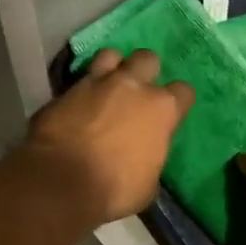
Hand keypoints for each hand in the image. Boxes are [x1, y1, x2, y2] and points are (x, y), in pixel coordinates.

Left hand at [21, 49, 193, 225]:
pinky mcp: (65, 89)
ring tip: (107, 85)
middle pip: (147, 58)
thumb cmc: (114, 189)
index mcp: (161, 109)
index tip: (171, 113)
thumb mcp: (147, 184)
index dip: (178, 101)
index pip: (183, 92)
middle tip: (138, 90)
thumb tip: (143, 158)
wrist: (61, 181)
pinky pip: (79, 79)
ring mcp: (96, 83)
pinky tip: (78, 103)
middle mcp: (132, 86)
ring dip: (112, 67)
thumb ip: (150, 159)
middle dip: (146, 71)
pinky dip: (82, 89)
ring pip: (110, 55)